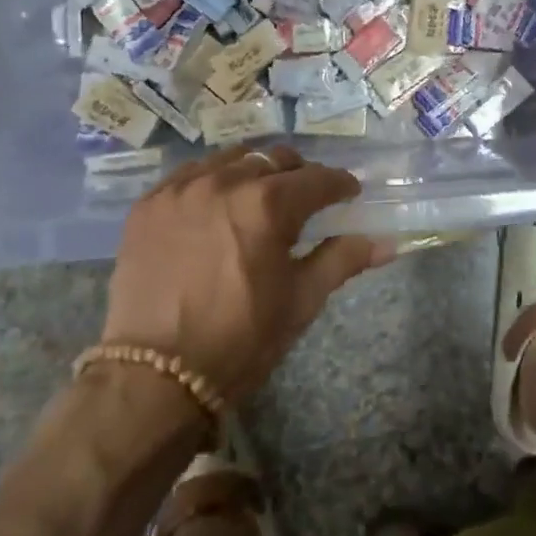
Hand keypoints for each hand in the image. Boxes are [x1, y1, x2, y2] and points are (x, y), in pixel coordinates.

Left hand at [99, 145, 395, 406]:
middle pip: (275, 159)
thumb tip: (387, 243)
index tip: (348, 195)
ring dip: (254, 171)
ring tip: (258, 198)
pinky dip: (211, 180)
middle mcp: (224, 182)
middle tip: (305, 199)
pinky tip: (215, 205)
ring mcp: (181, 189)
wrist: (155, 376)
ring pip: (231, 159)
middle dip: (298, 174)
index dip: (340, 185)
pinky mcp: (149, 204)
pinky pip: (189, 174)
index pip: (318, 178)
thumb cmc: (240, 340)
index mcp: (268, 205)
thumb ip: (342, 260)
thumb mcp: (300, 301)